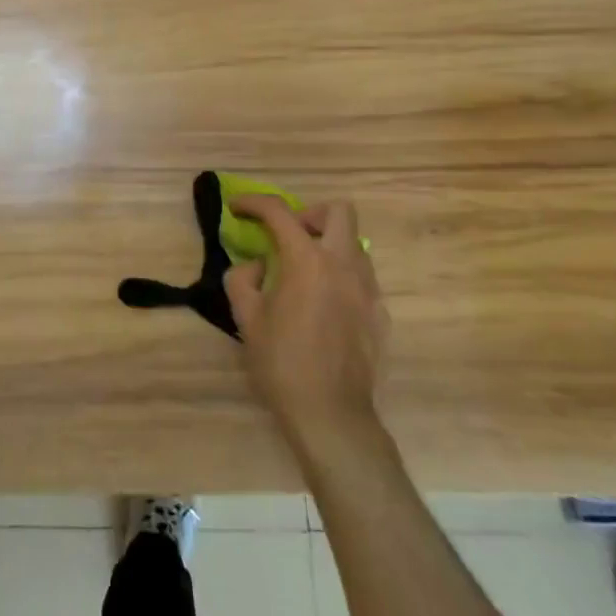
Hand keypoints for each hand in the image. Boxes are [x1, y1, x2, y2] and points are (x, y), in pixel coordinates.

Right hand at [225, 195, 386, 455]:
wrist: (331, 413)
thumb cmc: (282, 363)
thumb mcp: (246, 318)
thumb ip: (243, 279)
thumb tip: (256, 266)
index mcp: (307, 260)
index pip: (279, 212)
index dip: (253, 202)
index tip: (236, 207)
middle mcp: (343, 264)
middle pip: (338, 211)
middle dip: (309, 214)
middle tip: (287, 236)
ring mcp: (367, 288)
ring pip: (354, 243)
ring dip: (327, 243)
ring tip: (303, 271)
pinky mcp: (379, 312)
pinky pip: (361, 277)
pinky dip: (339, 275)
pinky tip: (321, 304)